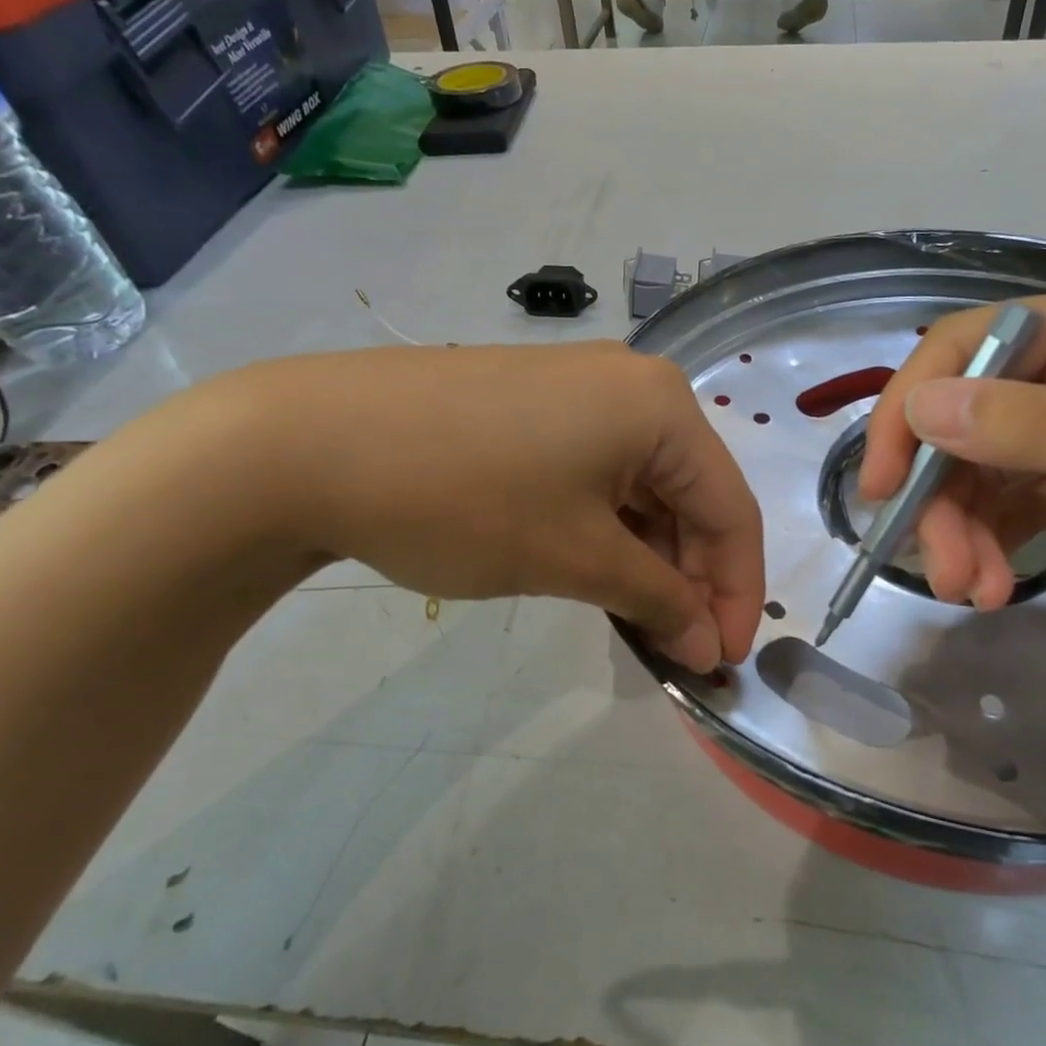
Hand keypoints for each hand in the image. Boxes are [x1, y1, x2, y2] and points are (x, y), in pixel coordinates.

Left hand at [229, 342, 764, 670]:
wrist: (307, 442)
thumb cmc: (465, 498)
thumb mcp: (576, 557)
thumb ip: (658, 600)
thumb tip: (709, 644)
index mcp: (662, 406)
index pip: (731, 508)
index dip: (738, 592)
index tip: (724, 662)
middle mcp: (633, 384)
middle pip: (691, 493)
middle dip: (691, 576)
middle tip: (676, 648)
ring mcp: (580, 388)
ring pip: (644, 485)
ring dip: (648, 556)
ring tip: (633, 618)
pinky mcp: (535, 404)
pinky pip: (600, 471)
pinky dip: (609, 526)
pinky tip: (595, 568)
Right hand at [861, 282, 1045, 644]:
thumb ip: (1035, 430)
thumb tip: (921, 406)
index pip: (966, 347)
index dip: (910, 410)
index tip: (880, 486)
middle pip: (971, 418)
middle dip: (942, 494)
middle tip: (939, 571)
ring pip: (992, 467)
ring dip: (968, 527)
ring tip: (973, 593)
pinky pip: (1027, 500)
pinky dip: (1002, 539)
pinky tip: (995, 582)